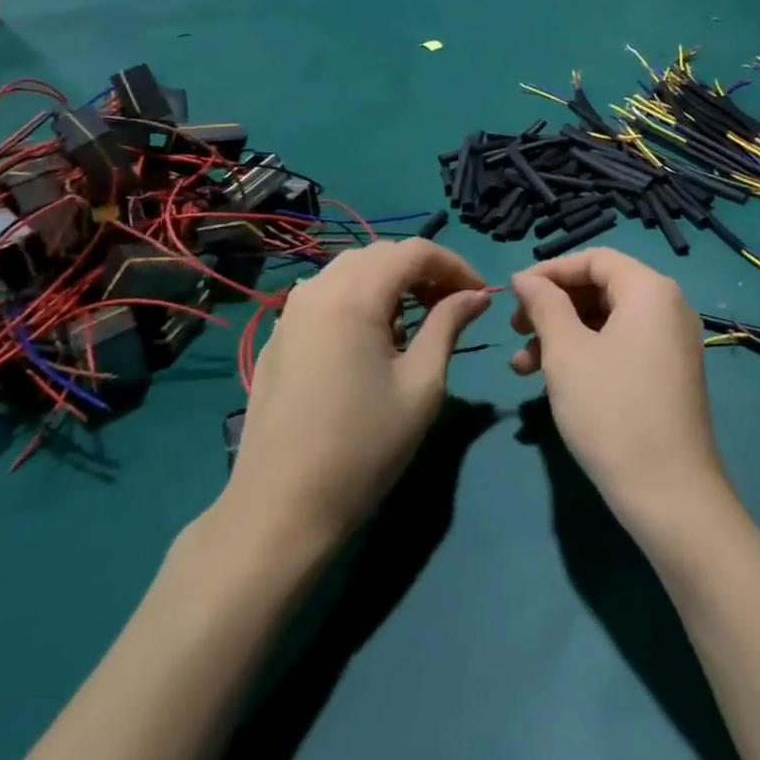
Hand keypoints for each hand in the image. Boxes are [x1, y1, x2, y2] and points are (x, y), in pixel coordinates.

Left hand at [226, 241, 488, 547]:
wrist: (281, 509)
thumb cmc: (363, 447)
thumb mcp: (421, 385)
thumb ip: (448, 325)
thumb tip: (475, 295)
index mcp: (353, 294)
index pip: (414, 250)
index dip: (454, 264)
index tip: (480, 295)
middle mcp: (317, 288)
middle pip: (380, 254)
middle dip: (422, 271)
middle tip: (451, 306)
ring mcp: (291, 311)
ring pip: (351, 270)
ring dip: (390, 282)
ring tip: (416, 322)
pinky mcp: (279, 336)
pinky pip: (327, 295)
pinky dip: (360, 298)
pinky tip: (373, 340)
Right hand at [509, 249, 728, 531]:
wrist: (669, 495)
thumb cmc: (611, 410)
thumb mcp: (566, 352)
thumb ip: (544, 304)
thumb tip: (525, 278)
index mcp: (650, 290)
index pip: (595, 259)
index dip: (550, 271)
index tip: (513, 293)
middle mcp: (668, 308)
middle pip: (601, 288)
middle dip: (552, 306)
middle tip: (514, 330)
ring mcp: (671, 344)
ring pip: (606, 322)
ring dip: (562, 336)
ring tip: (522, 367)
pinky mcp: (667, 376)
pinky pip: (621, 347)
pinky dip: (585, 355)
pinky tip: (552, 382)